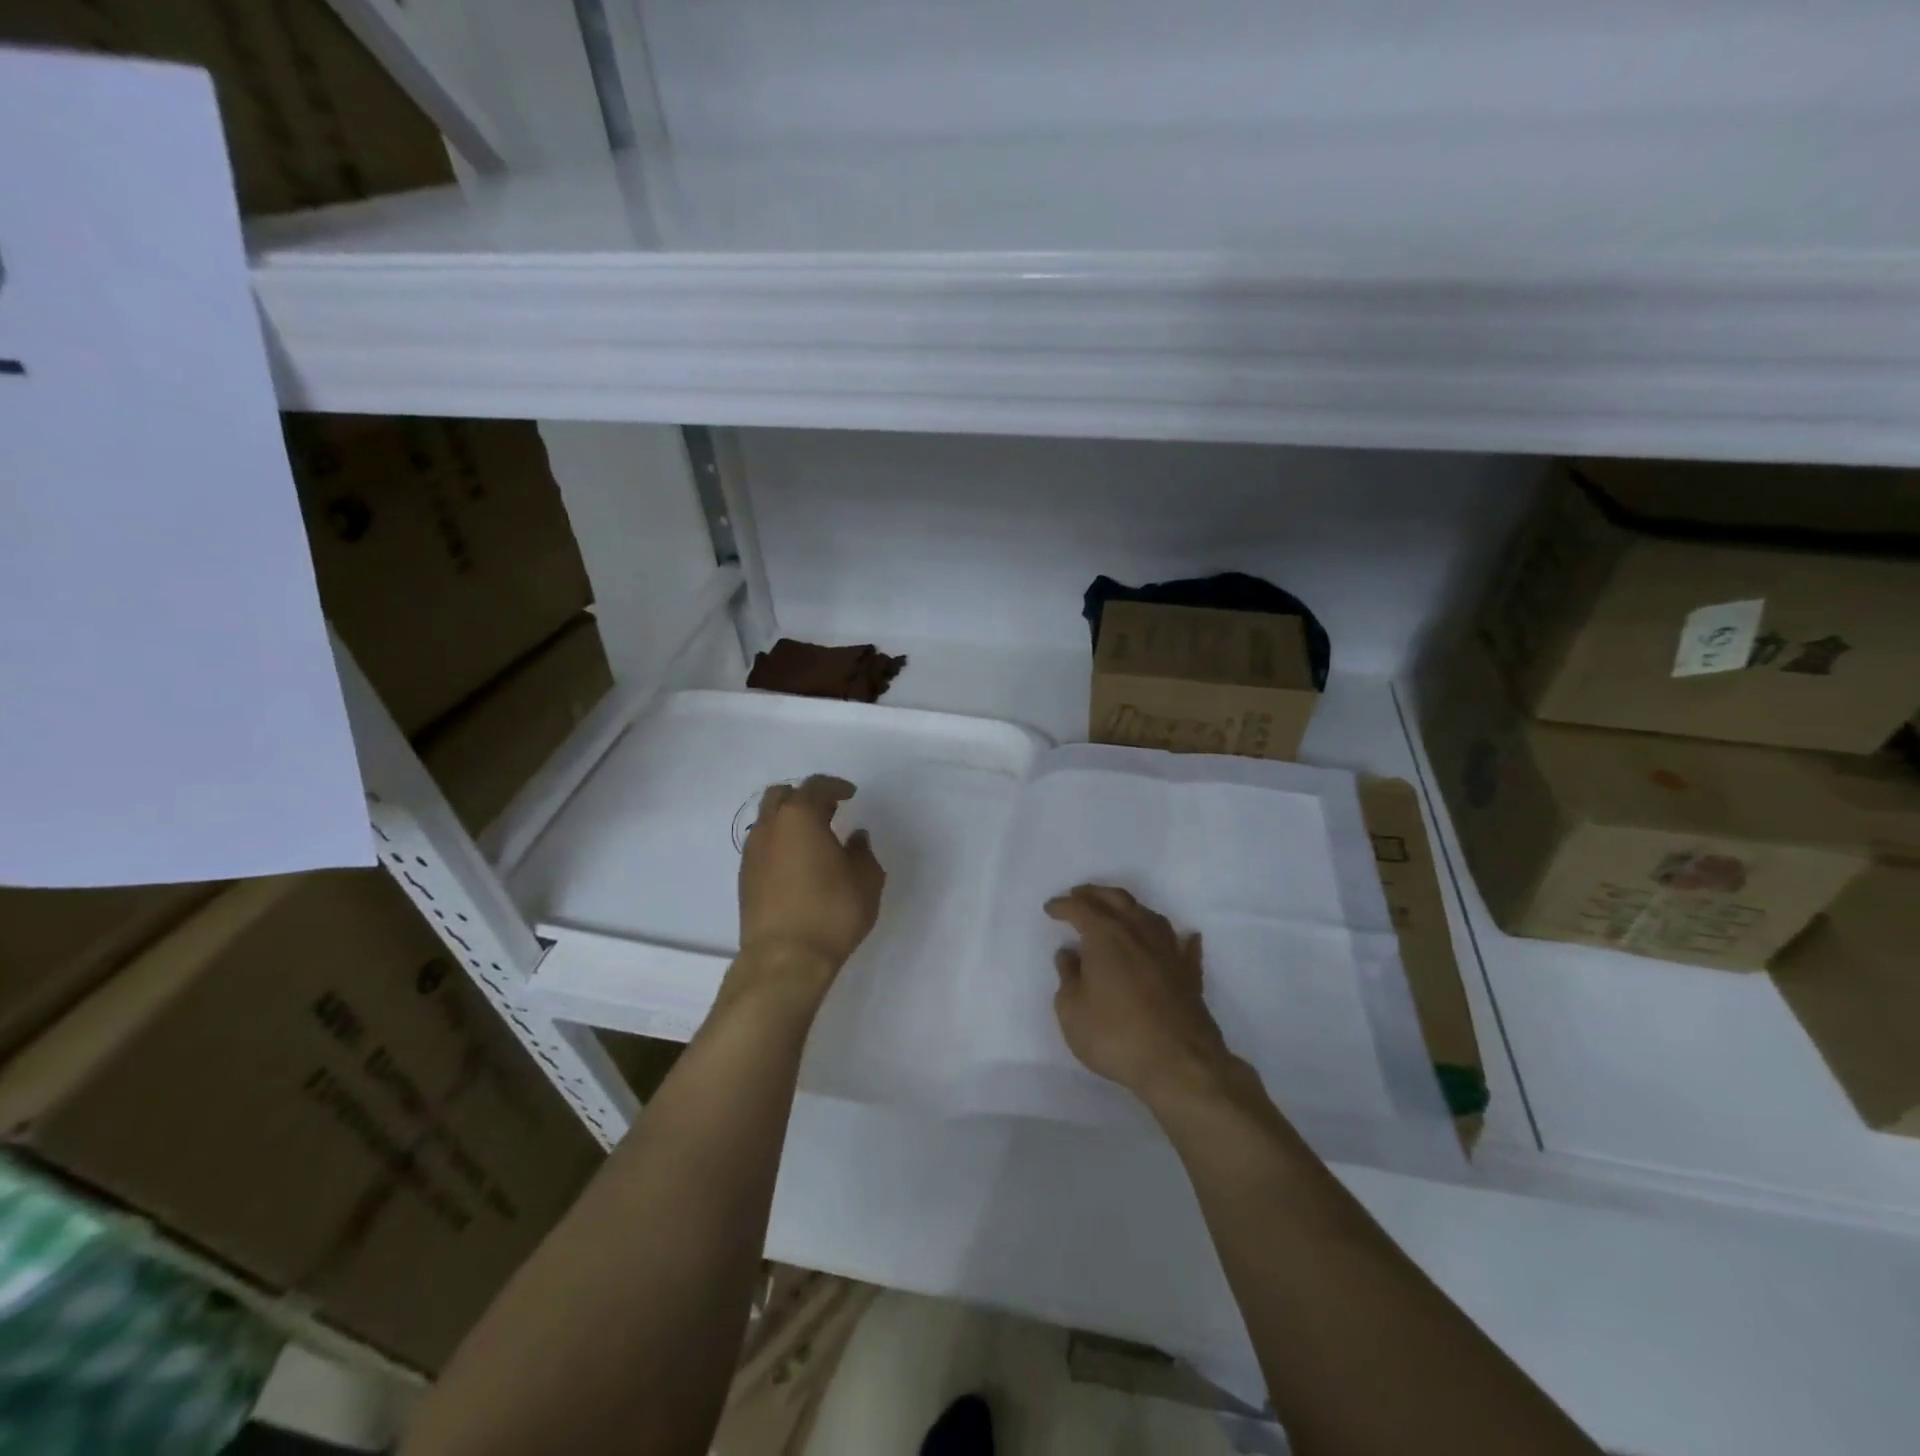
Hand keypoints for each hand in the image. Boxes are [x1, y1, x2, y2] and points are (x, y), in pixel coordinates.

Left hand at [730, 776, 884, 1009]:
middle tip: (828, 811)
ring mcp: (752, 852)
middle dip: (805, 797)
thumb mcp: (866, 879)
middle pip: (782, 795)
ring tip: (813, 839)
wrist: (784, 959)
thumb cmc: (832, 912)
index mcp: (800, 817)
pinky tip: (797, 864)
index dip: (835, 786)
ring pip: (768, 821)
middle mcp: (770, 827)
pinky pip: (763, 845)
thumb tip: (855, 838)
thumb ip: (862, 851)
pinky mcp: (745, 878)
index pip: (816, 786)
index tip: (850, 795)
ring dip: (789, 821)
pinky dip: (779, 843)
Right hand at [1046, 885, 1233, 1105]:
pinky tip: (1184, 936)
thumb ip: (1068, 978)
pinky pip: (1184, 946)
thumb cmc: (1115, 1035)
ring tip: (1119, 911)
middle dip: (1095, 894)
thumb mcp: (1072, 1011)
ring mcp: (1169, 951)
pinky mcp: (1189, 975)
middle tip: (1079, 895)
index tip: (1051, 908)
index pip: (1081, 909)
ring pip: (1150, 916)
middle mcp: (1139, 933)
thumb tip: (1069, 954)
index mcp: (1106, 936)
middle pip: (1117, 900)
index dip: (1063, 905)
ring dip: (1131, 908)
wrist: (1179, 1064)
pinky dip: (1180, 938)